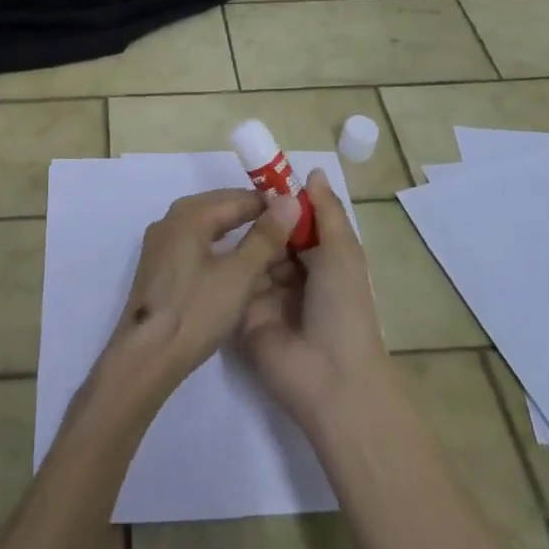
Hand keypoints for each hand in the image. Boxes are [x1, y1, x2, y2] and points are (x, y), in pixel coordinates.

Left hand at [99, 188, 294, 405]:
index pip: (237, 198)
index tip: (298, 212)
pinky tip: (233, 262)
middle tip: (287, 227)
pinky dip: (218, 245)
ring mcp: (160, 244)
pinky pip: (194, 242)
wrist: (146, 357)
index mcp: (188, 215)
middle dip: (252, 214)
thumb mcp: (239, 275)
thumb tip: (290, 201)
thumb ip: (265, 237)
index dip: (269, 203)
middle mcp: (170, 220)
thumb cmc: (196, 312)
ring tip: (266, 244)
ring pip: (205, 225)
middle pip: (218, 206)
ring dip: (235, 230)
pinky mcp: (158, 266)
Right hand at [237, 169, 393, 429]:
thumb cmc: (343, 308)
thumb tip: (313, 172)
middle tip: (233, 194)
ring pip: (251, 257)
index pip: (298, 224)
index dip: (282, 202)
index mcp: (322, 262)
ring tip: (218, 213)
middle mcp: (294, 276)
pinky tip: (206, 242)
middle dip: (258, 218)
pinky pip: (234, 283)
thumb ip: (326, 211)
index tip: (259, 176)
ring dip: (243, 239)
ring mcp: (266, 296)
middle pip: (272, 238)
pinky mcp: (242, 314)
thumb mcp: (343, 252)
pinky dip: (226, 265)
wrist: (327, 376)